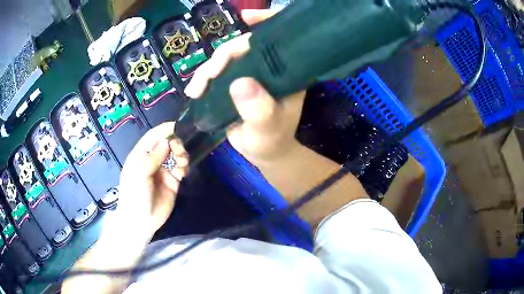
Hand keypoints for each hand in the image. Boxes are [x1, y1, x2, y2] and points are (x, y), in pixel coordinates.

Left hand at [115, 122, 188, 237]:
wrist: (141, 221)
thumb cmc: (134, 195)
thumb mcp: (139, 173)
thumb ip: (152, 156)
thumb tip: (167, 141)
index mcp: (141, 155)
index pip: (153, 136)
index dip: (164, 129)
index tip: (178, 126)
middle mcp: (152, 160)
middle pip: (167, 143)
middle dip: (175, 143)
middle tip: (179, 151)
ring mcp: (163, 171)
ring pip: (176, 155)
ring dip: (182, 154)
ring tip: (182, 163)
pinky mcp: (173, 182)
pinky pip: (181, 168)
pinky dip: (184, 166)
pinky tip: (182, 173)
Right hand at [184, 9, 305, 164]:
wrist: (264, 151)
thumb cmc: (271, 140)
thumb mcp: (268, 129)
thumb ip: (259, 109)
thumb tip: (240, 83)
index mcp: (285, 71)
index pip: (278, 38)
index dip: (265, 21)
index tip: (246, 17)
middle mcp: (268, 66)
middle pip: (243, 46)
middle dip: (220, 57)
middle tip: (206, 79)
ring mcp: (250, 71)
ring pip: (225, 58)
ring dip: (206, 70)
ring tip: (195, 90)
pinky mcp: (234, 80)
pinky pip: (217, 71)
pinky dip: (203, 78)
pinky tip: (194, 90)